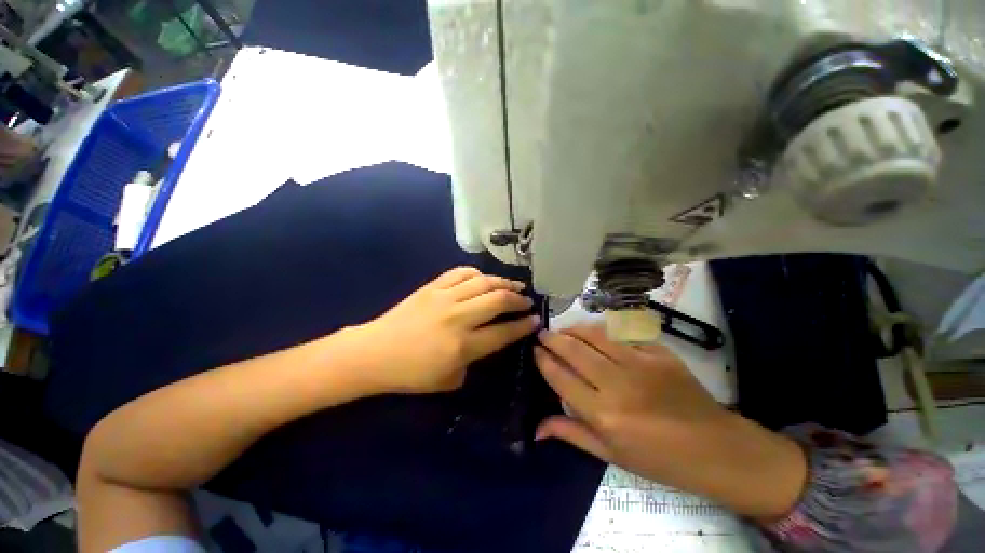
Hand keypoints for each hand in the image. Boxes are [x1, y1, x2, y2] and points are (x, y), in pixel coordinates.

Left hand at [351, 267, 539, 393]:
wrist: (374, 353)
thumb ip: (474, 360)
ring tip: (514, 285)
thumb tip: (488, 340)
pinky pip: (460, 272)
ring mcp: (444, 297)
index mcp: (463, 346)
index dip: (523, 325)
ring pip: (483, 282)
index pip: (503, 332)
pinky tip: (484, 278)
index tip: (536, 320)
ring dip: (503, 282)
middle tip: (527, 301)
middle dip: (518, 300)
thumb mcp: (449, 380)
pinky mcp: (432, 287)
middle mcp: (458, 317)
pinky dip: (477, 273)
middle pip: (498, 300)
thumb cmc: (411, 374)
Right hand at [535, 325, 806, 520]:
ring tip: (564, 329)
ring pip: (594, 334)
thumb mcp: (611, 455)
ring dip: (573, 329)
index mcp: (603, 414)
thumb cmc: (659, 459)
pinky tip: (596, 333)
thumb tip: (536, 429)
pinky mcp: (658, 352)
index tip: (534, 350)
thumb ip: (571, 434)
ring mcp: (640, 363)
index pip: (560, 377)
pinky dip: (603, 331)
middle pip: (573, 350)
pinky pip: (621, 334)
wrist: (715, 448)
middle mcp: (617, 384)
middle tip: (542, 333)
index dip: (543, 360)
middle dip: (552, 338)